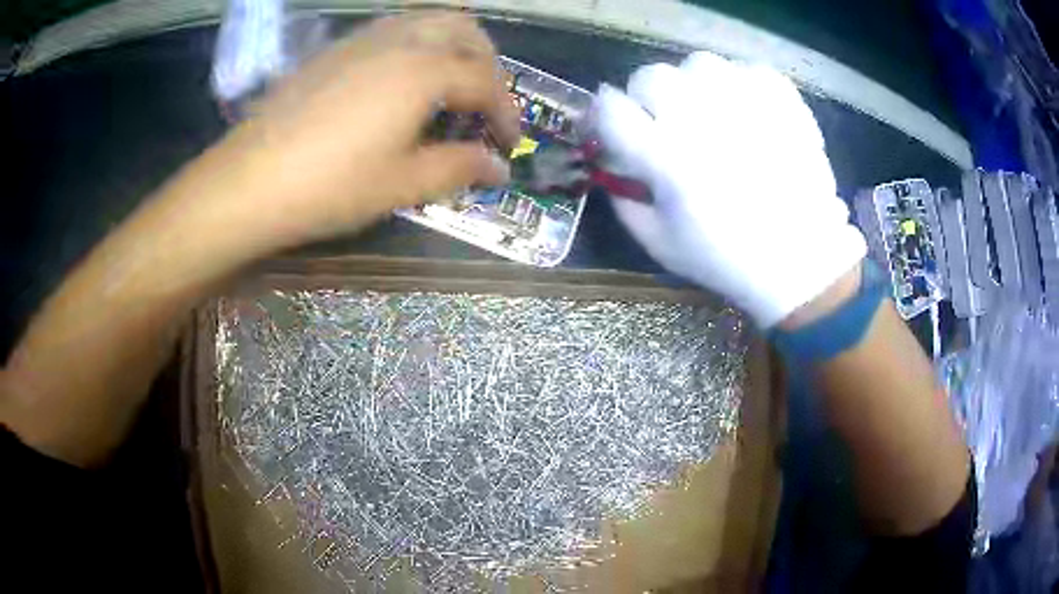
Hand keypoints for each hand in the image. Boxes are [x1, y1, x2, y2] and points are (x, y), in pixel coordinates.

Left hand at [171, 12, 519, 257]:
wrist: (249, 181)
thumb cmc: (330, 186)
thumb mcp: (403, 184)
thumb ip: (459, 168)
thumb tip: (498, 168)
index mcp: (424, 70)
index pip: (487, 81)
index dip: (506, 114)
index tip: (508, 146)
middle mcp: (400, 40)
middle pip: (466, 31)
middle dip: (489, 66)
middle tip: (485, 106)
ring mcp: (363, 39)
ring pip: (429, 21)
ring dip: (454, 48)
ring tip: (450, 89)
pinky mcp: (336, 49)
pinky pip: (394, 30)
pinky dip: (418, 46)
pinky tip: (403, 83)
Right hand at [592, 52, 865, 327]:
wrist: (802, 260)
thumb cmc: (728, 259)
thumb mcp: (660, 244)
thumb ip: (623, 201)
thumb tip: (613, 163)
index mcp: (668, 158)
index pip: (611, 109)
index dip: (604, 115)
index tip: (612, 128)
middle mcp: (704, 120)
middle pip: (651, 76)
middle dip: (646, 98)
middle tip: (664, 123)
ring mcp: (747, 105)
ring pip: (699, 63)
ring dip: (693, 85)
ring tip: (708, 112)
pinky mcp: (783, 102)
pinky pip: (747, 69)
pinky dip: (740, 84)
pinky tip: (744, 110)